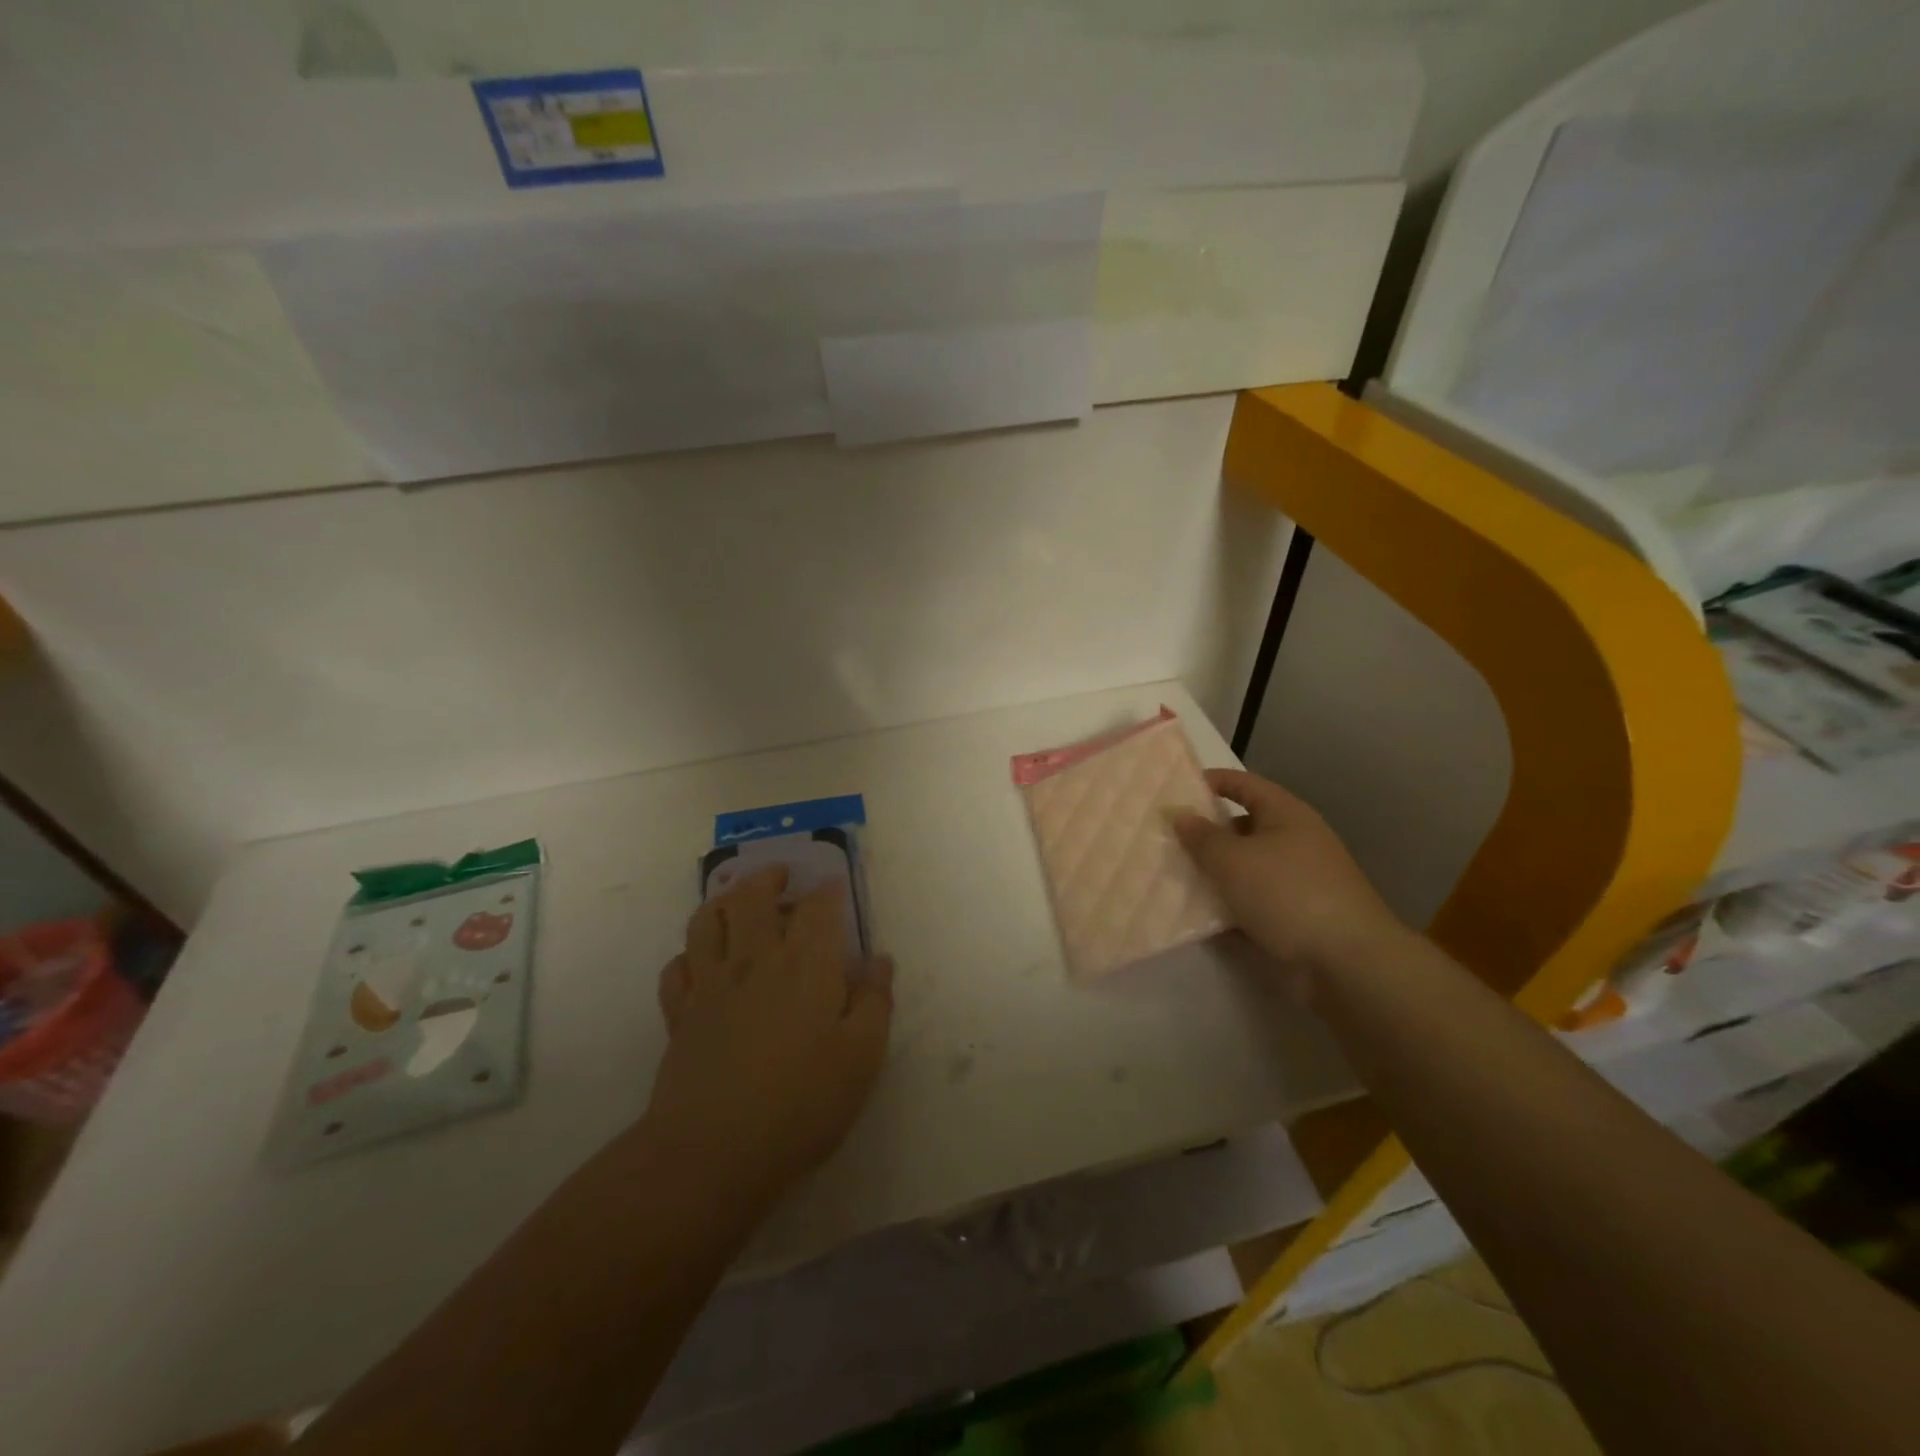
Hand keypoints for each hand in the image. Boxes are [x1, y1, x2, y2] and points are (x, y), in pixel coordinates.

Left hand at [647, 866, 893, 1208]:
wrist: (712, 1153)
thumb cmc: (801, 1103)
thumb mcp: (861, 1057)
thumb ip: (874, 1002)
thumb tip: (879, 961)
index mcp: (805, 965)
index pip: (817, 907)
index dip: (828, 890)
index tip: (835, 886)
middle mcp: (754, 960)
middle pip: (751, 897)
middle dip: (768, 878)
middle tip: (781, 878)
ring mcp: (710, 985)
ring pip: (706, 920)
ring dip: (722, 901)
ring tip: (736, 901)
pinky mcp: (680, 1015)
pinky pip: (677, 967)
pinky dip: (689, 954)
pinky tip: (702, 962)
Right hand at [1173, 769, 1403, 988]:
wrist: (1347, 962)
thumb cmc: (1287, 894)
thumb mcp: (1233, 860)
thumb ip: (1202, 837)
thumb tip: (1180, 816)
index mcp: (1286, 814)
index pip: (1244, 784)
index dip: (1212, 781)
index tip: (1176, 790)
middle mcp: (1295, 841)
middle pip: (1243, 827)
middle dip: (1207, 833)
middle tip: (1167, 839)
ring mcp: (1298, 880)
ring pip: (1246, 867)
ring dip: (1214, 873)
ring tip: (1174, 877)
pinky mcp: (1296, 915)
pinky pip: (1253, 901)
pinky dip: (1229, 905)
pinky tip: (1199, 916)